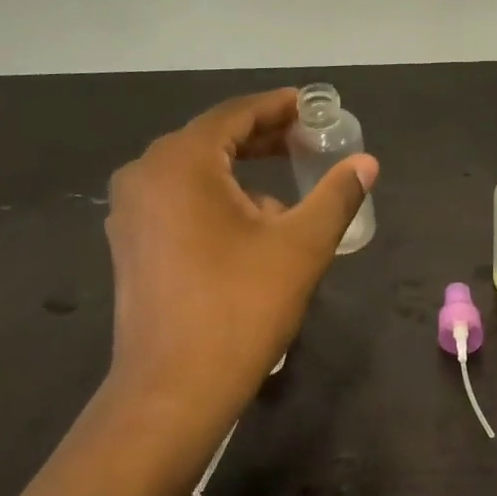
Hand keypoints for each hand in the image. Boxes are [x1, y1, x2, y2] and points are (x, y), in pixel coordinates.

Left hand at [101, 89, 377, 447]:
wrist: (173, 389)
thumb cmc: (240, 307)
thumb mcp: (301, 245)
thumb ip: (336, 195)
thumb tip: (366, 162)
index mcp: (180, 162)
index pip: (235, 115)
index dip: (278, 107)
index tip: (313, 106)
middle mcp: (145, 175)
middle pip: (211, 139)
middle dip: (262, 138)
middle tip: (307, 140)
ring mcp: (130, 212)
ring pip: (194, 172)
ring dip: (240, 171)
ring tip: (286, 184)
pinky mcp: (131, 244)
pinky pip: (178, 201)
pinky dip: (216, 198)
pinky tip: (251, 223)